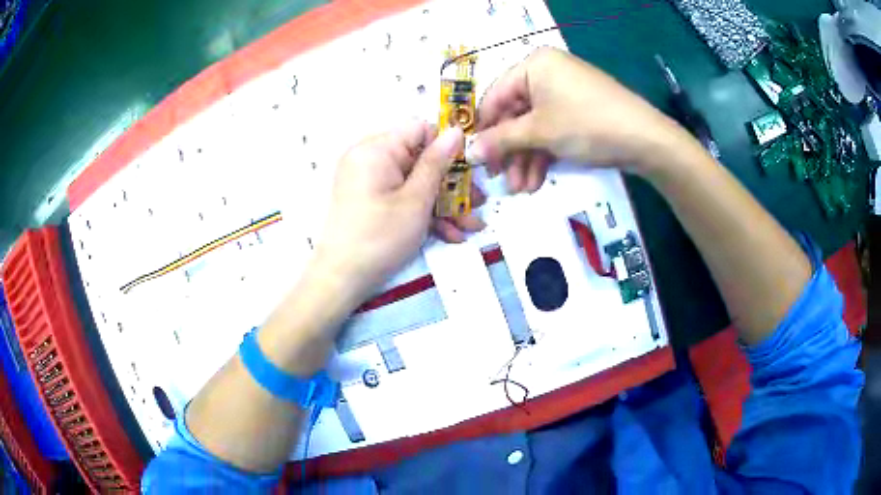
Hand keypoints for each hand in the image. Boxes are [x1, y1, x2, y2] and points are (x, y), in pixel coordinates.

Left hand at [315, 122, 484, 298]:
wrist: (342, 278)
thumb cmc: (380, 237)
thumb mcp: (416, 200)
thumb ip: (437, 162)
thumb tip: (455, 130)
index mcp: (376, 149)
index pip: (418, 129)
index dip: (446, 145)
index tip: (469, 168)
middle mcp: (370, 158)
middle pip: (419, 158)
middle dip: (451, 183)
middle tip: (479, 201)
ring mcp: (369, 180)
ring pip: (414, 181)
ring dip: (443, 203)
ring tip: (470, 225)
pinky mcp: (370, 199)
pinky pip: (401, 196)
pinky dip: (423, 212)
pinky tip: (449, 234)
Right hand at [469, 47, 694, 192]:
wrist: (644, 138)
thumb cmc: (586, 124)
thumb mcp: (539, 132)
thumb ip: (501, 140)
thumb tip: (469, 152)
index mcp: (533, 65)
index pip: (495, 97)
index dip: (485, 130)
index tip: (477, 159)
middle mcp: (547, 73)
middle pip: (516, 114)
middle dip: (510, 151)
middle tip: (503, 181)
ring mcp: (565, 92)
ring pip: (535, 126)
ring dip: (526, 158)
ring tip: (523, 189)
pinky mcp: (579, 110)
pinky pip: (553, 129)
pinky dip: (545, 154)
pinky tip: (538, 180)